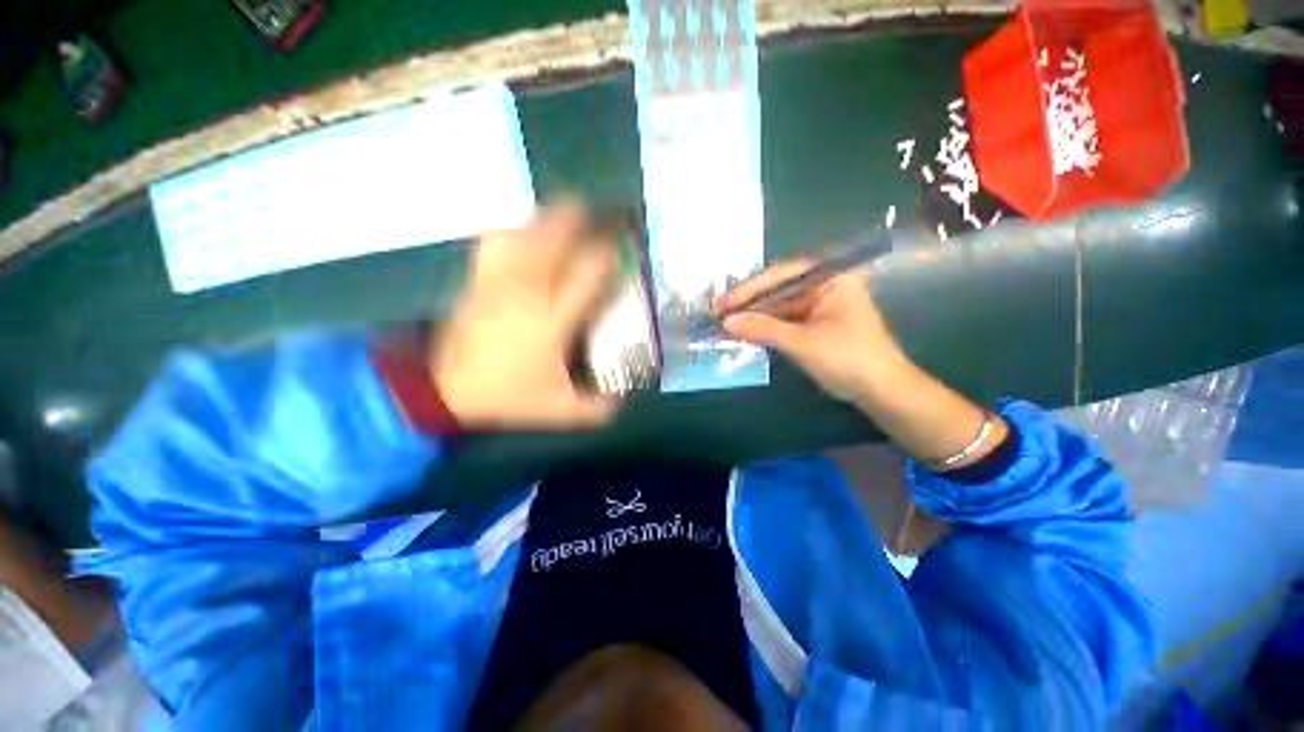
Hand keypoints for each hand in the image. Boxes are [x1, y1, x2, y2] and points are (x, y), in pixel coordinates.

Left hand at [433, 205, 621, 429]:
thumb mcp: (559, 409)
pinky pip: (498, 240)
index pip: (589, 272)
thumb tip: (623, 398)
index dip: (610, 255)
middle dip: (582, 220)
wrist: (445, 389)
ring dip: (549, 219)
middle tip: (600, 216)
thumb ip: (597, 407)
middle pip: (555, 237)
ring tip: (568, 215)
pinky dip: (516, 229)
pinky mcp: (478, 278)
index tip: (622, 250)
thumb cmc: (507, 395)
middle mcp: (527, 290)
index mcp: (553, 319)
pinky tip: (526, 232)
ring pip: (525, 231)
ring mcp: (499, 280)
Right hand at [719, 261, 905, 404]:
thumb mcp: (802, 342)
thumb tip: (726, 322)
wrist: (881, 392)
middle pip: (777, 290)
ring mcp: (818, 305)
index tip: (723, 304)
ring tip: (723, 324)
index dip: (748, 290)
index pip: (781, 275)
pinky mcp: (814, 324)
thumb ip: (763, 329)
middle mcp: (823, 285)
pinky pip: (783, 321)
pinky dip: (764, 328)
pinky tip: (743, 332)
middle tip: (717, 314)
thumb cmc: (848, 359)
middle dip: (747, 304)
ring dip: (752, 317)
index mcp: (831, 276)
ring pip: (777, 306)